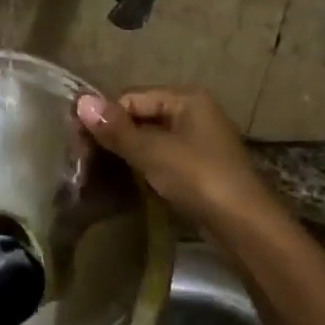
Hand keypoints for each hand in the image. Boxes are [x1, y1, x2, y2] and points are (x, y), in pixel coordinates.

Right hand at [75, 86, 282, 235]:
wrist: (245, 226)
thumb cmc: (198, 178)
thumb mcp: (152, 152)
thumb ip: (116, 128)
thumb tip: (80, 101)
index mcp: (186, 98)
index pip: (131, 98)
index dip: (104, 118)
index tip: (79, 143)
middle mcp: (195, 112)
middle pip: (141, 116)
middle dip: (114, 135)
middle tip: (85, 159)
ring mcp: (199, 141)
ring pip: (151, 138)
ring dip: (126, 153)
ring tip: (99, 171)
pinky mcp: (199, 167)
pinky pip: (162, 157)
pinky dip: (143, 166)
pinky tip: (126, 181)